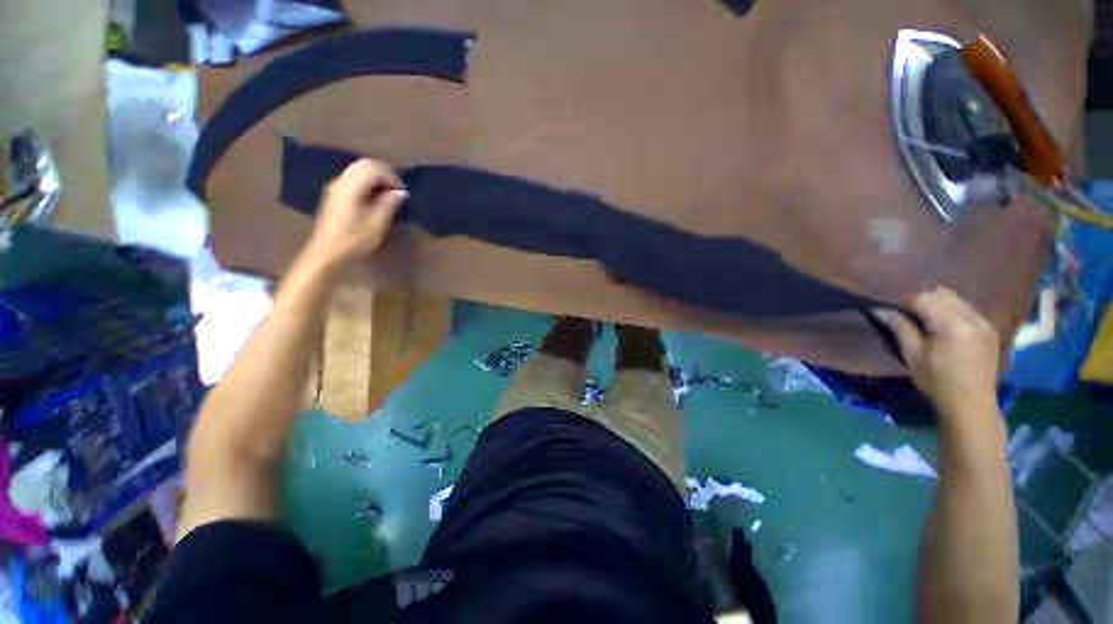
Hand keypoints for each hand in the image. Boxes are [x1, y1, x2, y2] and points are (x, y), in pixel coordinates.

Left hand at [307, 159, 407, 264]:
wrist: (327, 251)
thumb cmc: (354, 240)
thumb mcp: (377, 224)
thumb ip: (389, 204)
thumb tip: (402, 192)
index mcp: (351, 188)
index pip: (374, 169)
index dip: (392, 177)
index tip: (402, 193)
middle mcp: (342, 182)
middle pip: (364, 165)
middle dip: (383, 174)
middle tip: (395, 190)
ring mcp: (336, 187)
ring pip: (358, 170)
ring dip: (375, 178)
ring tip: (387, 195)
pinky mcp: (335, 194)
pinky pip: (353, 178)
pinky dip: (366, 182)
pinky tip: (374, 198)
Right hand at [874, 288, 1000, 417]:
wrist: (972, 405)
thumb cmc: (937, 382)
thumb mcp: (912, 356)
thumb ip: (900, 328)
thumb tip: (881, 310)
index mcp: (953, 325)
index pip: (925, 298)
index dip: (904, 300)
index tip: (890, 308)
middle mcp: (973, 318)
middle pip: (943, 294)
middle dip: (921, 298)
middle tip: (904, 311)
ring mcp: (984, 323)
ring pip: (956, 299)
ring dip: (937, 303)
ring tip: (922, 317)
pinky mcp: (989, 329)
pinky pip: (967, 309)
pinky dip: (951, 310)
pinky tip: (942, 324)